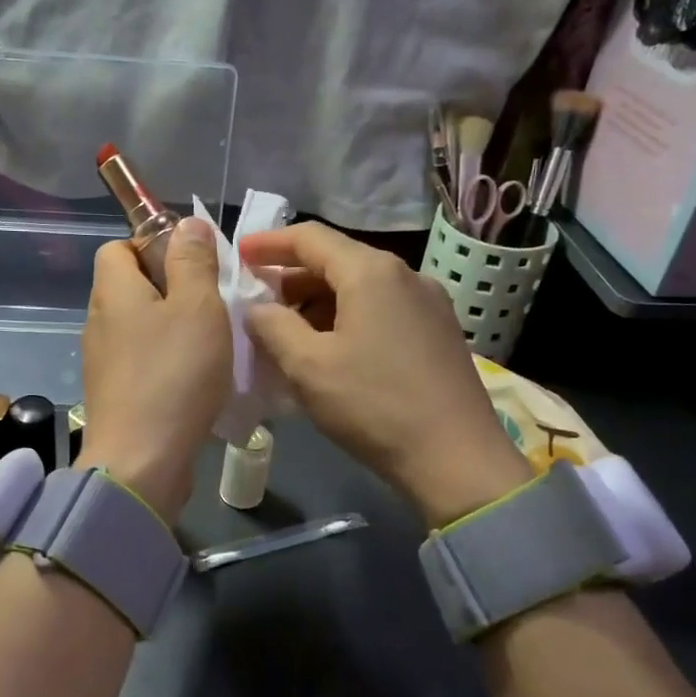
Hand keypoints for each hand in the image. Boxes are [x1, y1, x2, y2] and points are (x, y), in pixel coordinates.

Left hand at [78, 218, 231, 523]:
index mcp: (112, 291)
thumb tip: (185, 223)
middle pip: (130, 286)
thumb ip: (193, 262)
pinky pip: (141, 361)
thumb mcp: (197, 307)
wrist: (141, 461)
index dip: (152, 246)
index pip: (117, 247)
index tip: (191, 266)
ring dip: (172, 328)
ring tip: (210, 343)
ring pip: (138, 326)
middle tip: (211, 304)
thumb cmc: (174, 374)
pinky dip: (165, 361)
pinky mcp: (114, 394)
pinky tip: (195, 379)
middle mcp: (98, 321)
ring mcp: (102, 361)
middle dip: (171, 288)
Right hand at [240, 222, 532, 526]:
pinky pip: (382, 310)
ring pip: (360, 288)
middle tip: (257, 303)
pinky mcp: (439, 332)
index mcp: (371, 272)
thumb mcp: (308, 366)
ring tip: (287, 332)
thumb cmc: (374, 406)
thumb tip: (257, 308)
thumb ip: (272, 326)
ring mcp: (428, 303)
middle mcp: (405, 275)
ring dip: (319, 303)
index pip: (310, 238)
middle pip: (337, 261)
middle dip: (292, 279)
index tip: (238, 254)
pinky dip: (347, 318)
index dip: (269, 243)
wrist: (457, 458)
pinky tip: (330, 350)